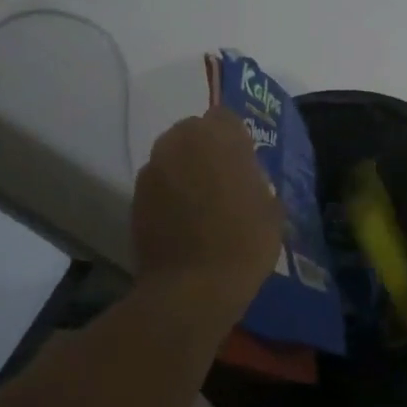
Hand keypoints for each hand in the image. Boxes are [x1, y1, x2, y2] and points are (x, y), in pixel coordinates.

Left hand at [132, 107, 283, 300]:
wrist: (191, 288)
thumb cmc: (243, 242)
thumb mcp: (271, 208)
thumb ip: (256, 179)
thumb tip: (246, 177)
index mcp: (216, 136)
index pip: (225, 117)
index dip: (236, 138)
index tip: (246, 162)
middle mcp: (178, 142)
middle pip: (194, 132)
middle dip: (208, 149)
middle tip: (225, 180)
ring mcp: (152, 170)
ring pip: (174, 157)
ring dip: (187, 170)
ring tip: (203, 203)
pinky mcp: (135, 197)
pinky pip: (159, 183)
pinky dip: (170, 194)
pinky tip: (185, 221)